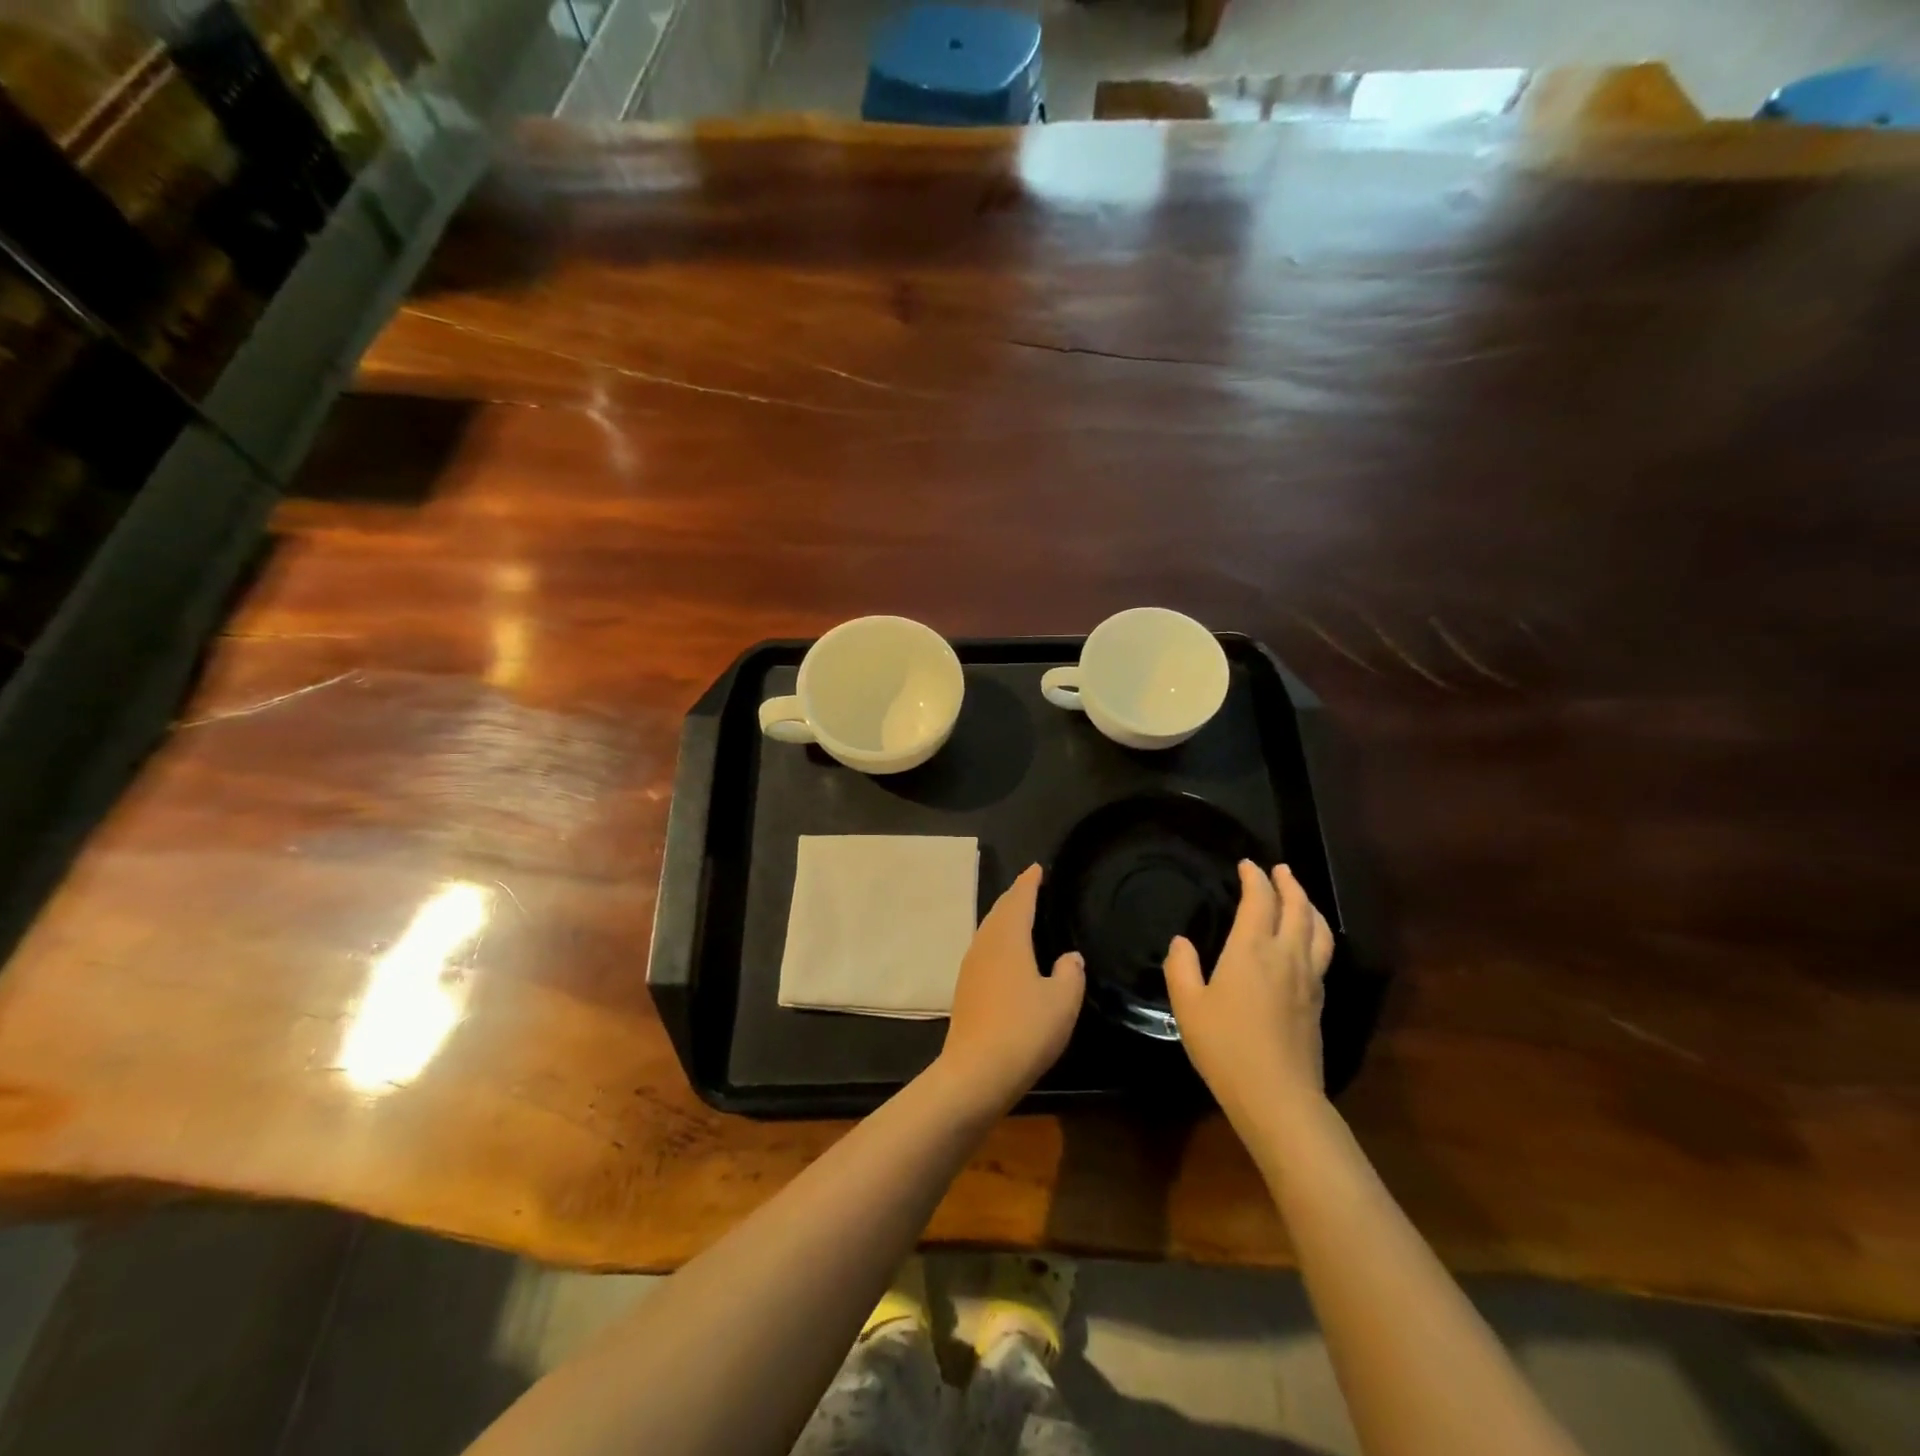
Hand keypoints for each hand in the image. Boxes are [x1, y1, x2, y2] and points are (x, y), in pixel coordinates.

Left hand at [936, 864, 1084, 1112]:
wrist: (976, 1072)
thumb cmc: (1024, 1029)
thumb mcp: (1062, 1001)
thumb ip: (1070, 973)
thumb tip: (1069, 957)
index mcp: (1008, 937)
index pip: (1020, 899)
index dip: (1029, 882)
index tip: (1037, 868)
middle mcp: (985, 944)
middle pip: (999, 911)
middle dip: (1015, 897)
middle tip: (1031, 886)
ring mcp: (970, 967)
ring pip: (989, 931)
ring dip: (1005, 919)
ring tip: (1021, 916)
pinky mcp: (965, 990)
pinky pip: (985, 951)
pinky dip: (998, 941)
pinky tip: (1007, 956)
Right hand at [1165, 862, 1332, 1125]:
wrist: (1277, 1096)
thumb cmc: (1225, 1046)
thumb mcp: (1188, 1006)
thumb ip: (1182, 968)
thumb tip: (1182, 942)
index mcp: (1252, 950)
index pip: (1260, 901)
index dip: (1255, 879)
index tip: (1247, 865)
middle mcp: (1287, 956)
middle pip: (1297, 908)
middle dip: (1288, 884)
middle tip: (1279, 870)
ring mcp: (1309, 979)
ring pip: (1318, 930)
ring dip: (1309, 906)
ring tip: (1300, 897)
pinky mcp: (1319, 1002)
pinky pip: (1323, 953)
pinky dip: (1316, 933)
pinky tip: (1307, 942)